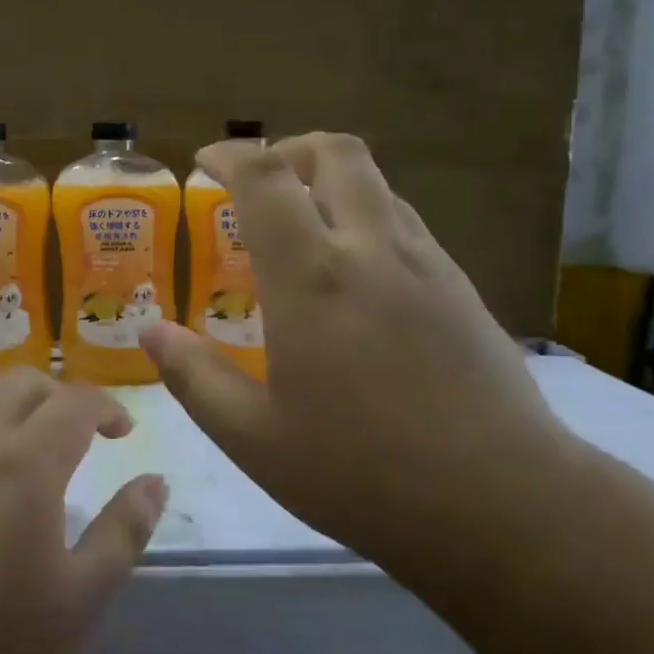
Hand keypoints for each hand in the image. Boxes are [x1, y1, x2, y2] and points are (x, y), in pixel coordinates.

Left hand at [0, 368, 166, 653]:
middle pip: (23, 382)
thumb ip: (126, 529)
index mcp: (27, 462)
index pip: (75, 401)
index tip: (122, 432)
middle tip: (78, 432)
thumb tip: (155, 481)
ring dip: (9, 398)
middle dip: (60, 396)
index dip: (107, 407)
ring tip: (23, 434)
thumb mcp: (84, 596)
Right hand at [141, 133, 571, 573]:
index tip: (204, 164)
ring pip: (376, 185)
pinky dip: (367, 219)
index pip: (265, 176)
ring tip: (303, 231)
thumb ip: (194, 377)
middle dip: (289, 150)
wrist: (501, 503)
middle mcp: (372, 250)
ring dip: (331, 184)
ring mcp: (426, 263)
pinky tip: (355, 278)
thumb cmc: (361, 473)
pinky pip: (405, 223)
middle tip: (259, 187)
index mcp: (312, 278)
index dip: (229, 154)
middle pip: (336, 153)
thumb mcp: (253, 438)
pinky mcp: (461, 287)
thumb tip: (152, 331)